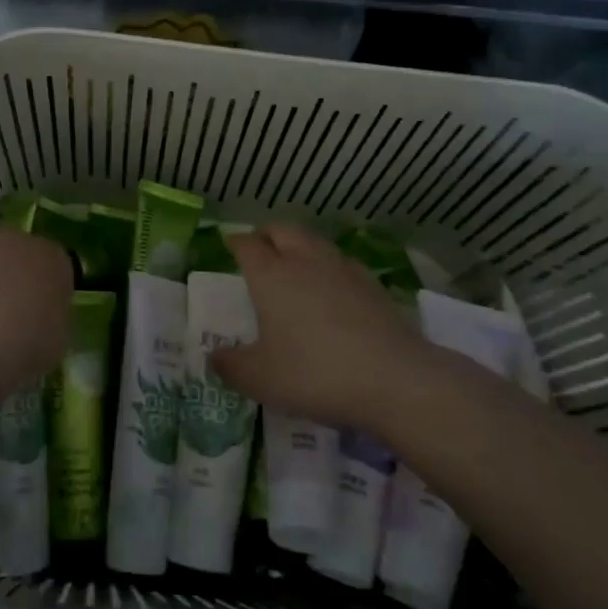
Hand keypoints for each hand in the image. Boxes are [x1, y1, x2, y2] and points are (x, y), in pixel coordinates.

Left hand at [0, 228, 73, 395]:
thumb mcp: (56, 340)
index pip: (55, 268)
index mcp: (54, 258)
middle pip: (17, 256)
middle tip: (7, 316)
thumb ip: (51, 319)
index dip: (46, 292)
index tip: (40, 316)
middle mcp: (17, 241)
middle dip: (12, 279)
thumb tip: (39, 320)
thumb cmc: (25, 344)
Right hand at [212, 224, 425, 430]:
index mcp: (271, 275)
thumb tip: (214, 356)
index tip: (229, 246)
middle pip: (282, 230)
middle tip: (259, 248)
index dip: (236, 243)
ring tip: (294, 262)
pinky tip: (332, 286)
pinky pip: (341, 261)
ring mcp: (343, 269)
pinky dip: (328, 265)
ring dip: (299, 244)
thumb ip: (231, 366)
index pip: (247, 245)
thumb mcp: (260, 379)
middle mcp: (305, 261)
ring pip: (314, 240)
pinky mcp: (372, 284)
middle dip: (267, 234)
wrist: (393, 379)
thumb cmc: (314, 373)